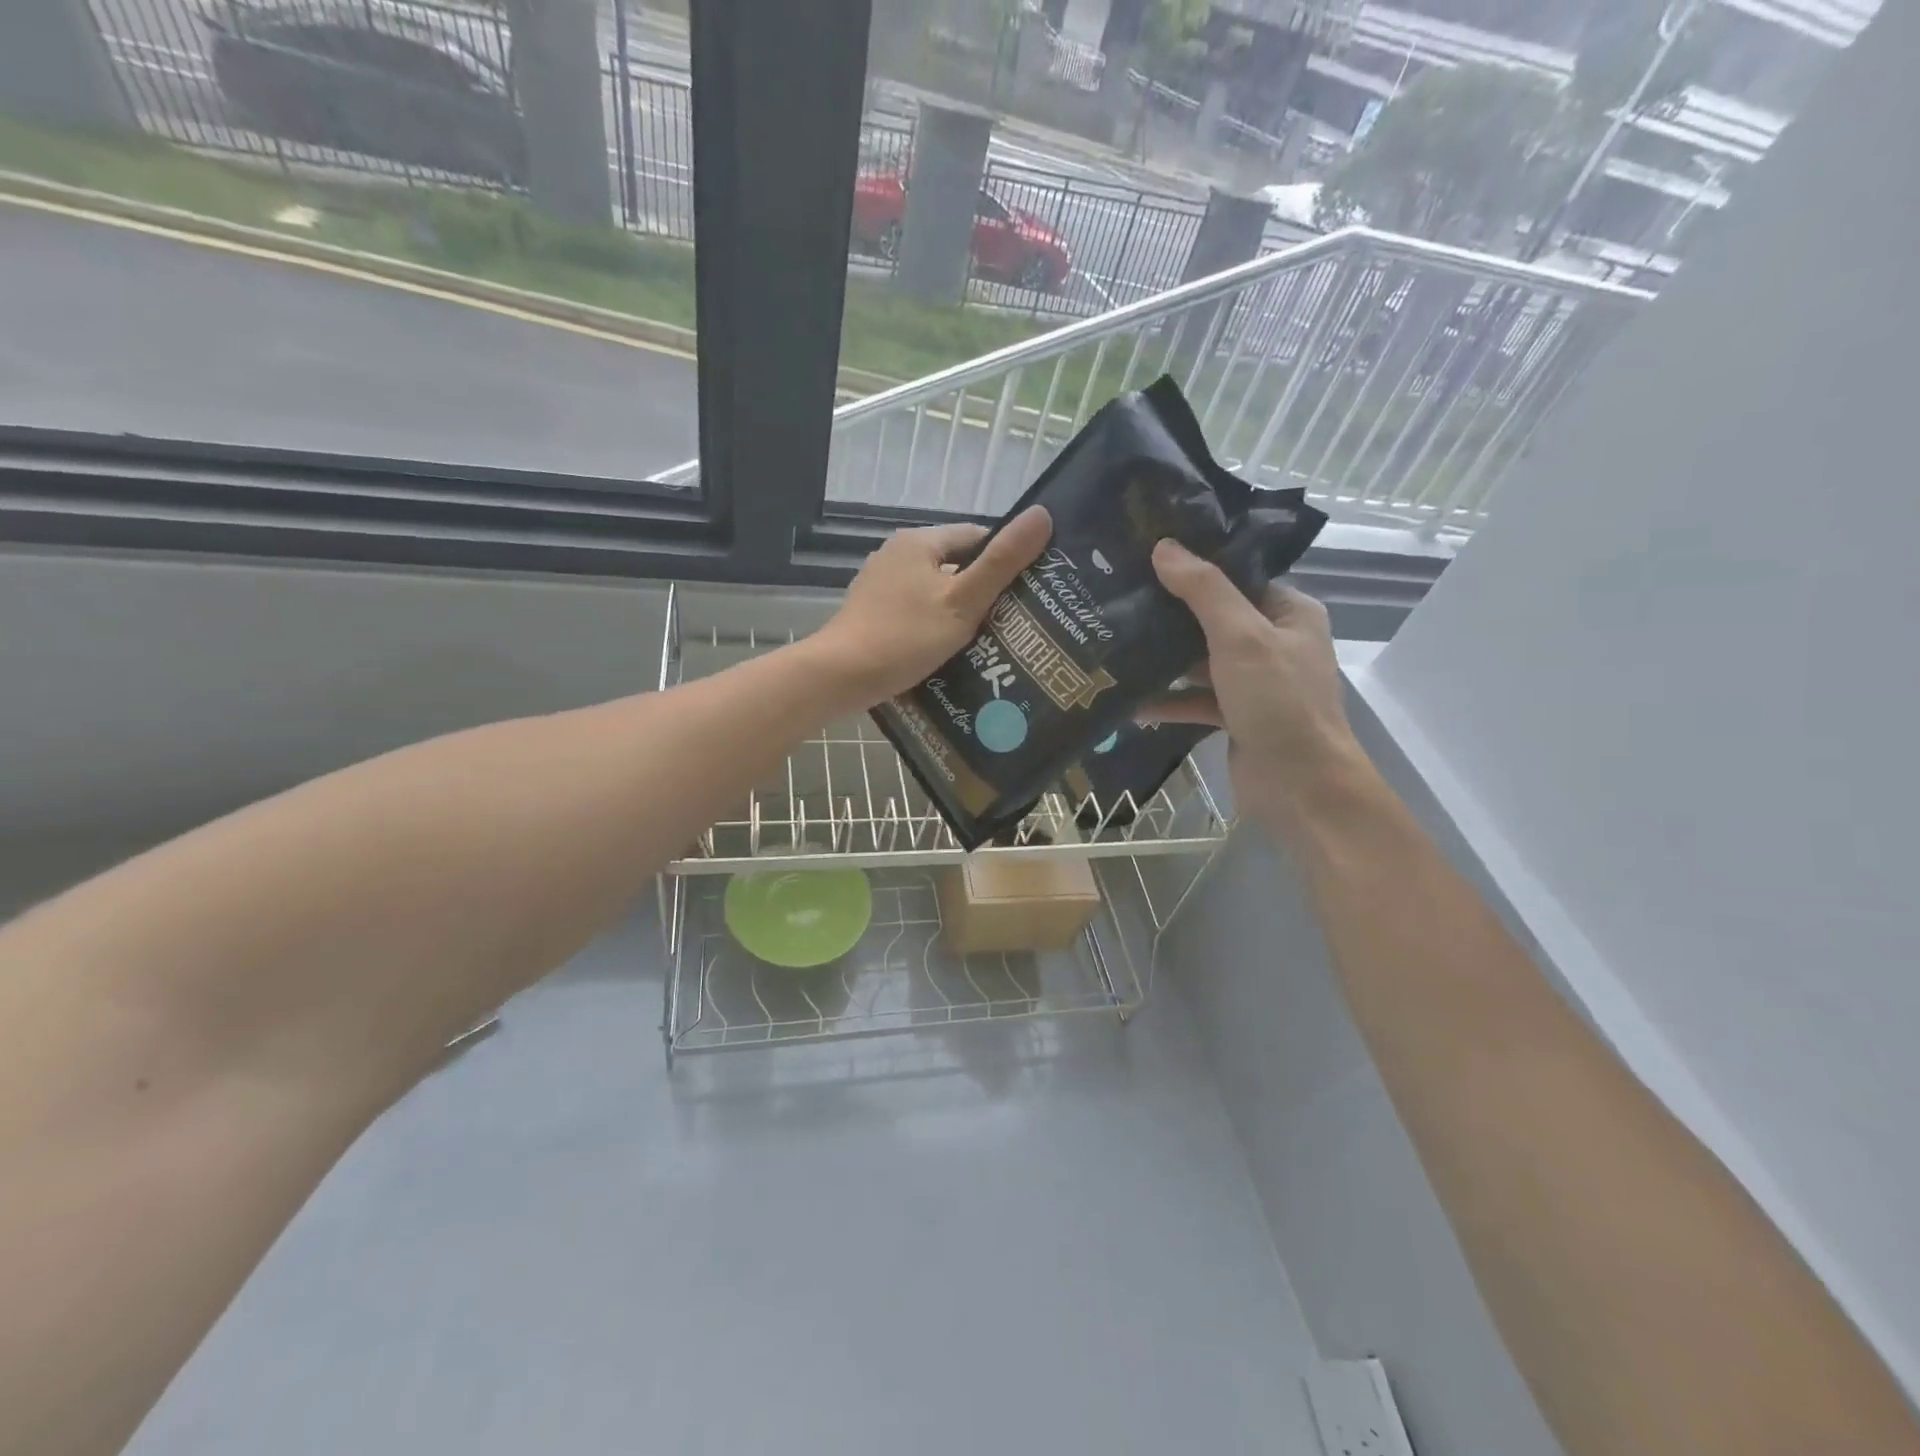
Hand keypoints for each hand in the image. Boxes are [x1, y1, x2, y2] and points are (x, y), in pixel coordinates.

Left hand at [814, 506, 1051, 705]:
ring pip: (934, 590)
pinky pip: (915, 610)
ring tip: (988, 639)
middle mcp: (896, 554)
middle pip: (954, 564)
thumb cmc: (906, 636)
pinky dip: (934, 624)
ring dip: (959, 609)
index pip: (976, 537)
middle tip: (1014, 619)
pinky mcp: (871, 612)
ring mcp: (880, 584)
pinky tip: (948, 649)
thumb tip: (1042, 515)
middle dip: (983, 588)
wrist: (841, 675)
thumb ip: (1002, 562)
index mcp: (919, 541)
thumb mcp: (962, 600)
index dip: (1005, 559)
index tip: (1029, 589)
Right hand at [1145, 539, 1363, 829]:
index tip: (1146, 557)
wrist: (1301, 787)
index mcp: (1288, 612)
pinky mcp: (1236, 716)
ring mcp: (1254, 682)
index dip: (1194, 567)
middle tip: (1119, 597)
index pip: (1237, 577)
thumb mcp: (1240, 637)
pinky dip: (1169, 700)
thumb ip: (1204, 590)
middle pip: (1213, 618)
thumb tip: (1165, 547)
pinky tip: (1131, 703)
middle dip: (1169, 614)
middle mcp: (1273, 642)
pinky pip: (1196, 699)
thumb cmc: (1278, 702)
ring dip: (1164, 660)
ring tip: (1115, 646)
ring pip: (1201, 661)